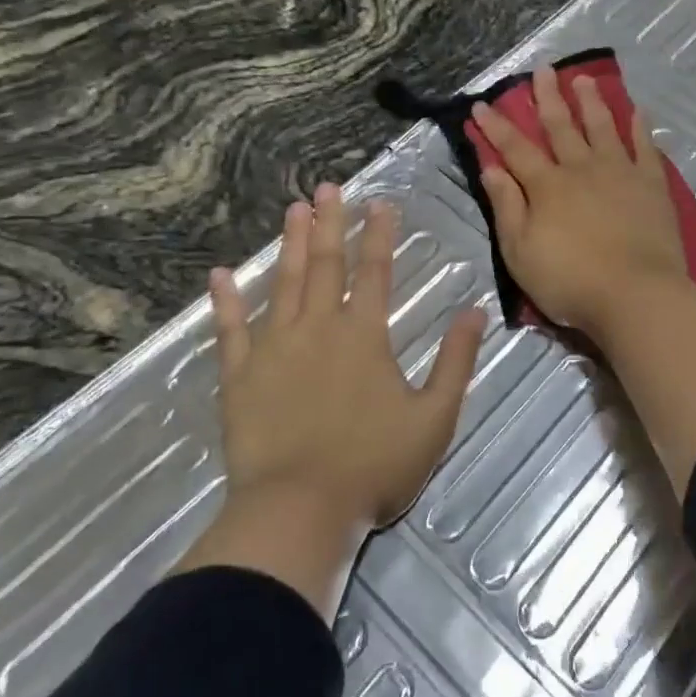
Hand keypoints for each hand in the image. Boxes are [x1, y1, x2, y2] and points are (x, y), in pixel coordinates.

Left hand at [209, 184, 485, 528]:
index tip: (380, 201)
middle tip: (327, 187)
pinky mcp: (239, 376)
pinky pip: (229, 329)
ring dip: (290, 244)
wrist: (299, 509)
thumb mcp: (435, 416)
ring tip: (293, 209)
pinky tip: (219, 274)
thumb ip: (456, 360)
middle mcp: (319, 328)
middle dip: (331, 223)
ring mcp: (274, 348)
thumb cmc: (374, 465)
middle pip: (326, 265)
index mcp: (365, 335)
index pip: (375, 271)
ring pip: (283, 284)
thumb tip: (475, 311)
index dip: (379, 234)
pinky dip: (225, 301)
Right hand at [473, 63, 687, 338]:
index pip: (515, 149)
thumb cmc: (570, 281)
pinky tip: (638, 110)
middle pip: (561, 126)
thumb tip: (491, 167)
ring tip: (583, 78)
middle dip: (548, 97)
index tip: (481, 104)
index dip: (496, 126)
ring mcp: (620, 173)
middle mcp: (582, 169)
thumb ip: (506, 207)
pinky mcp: (652, 185)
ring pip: (602, 127)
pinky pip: (645, 147)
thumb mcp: (520, 252)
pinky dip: (640, 127)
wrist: (636, 294)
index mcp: (547, 186)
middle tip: (542, 69)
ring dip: (591, 101)